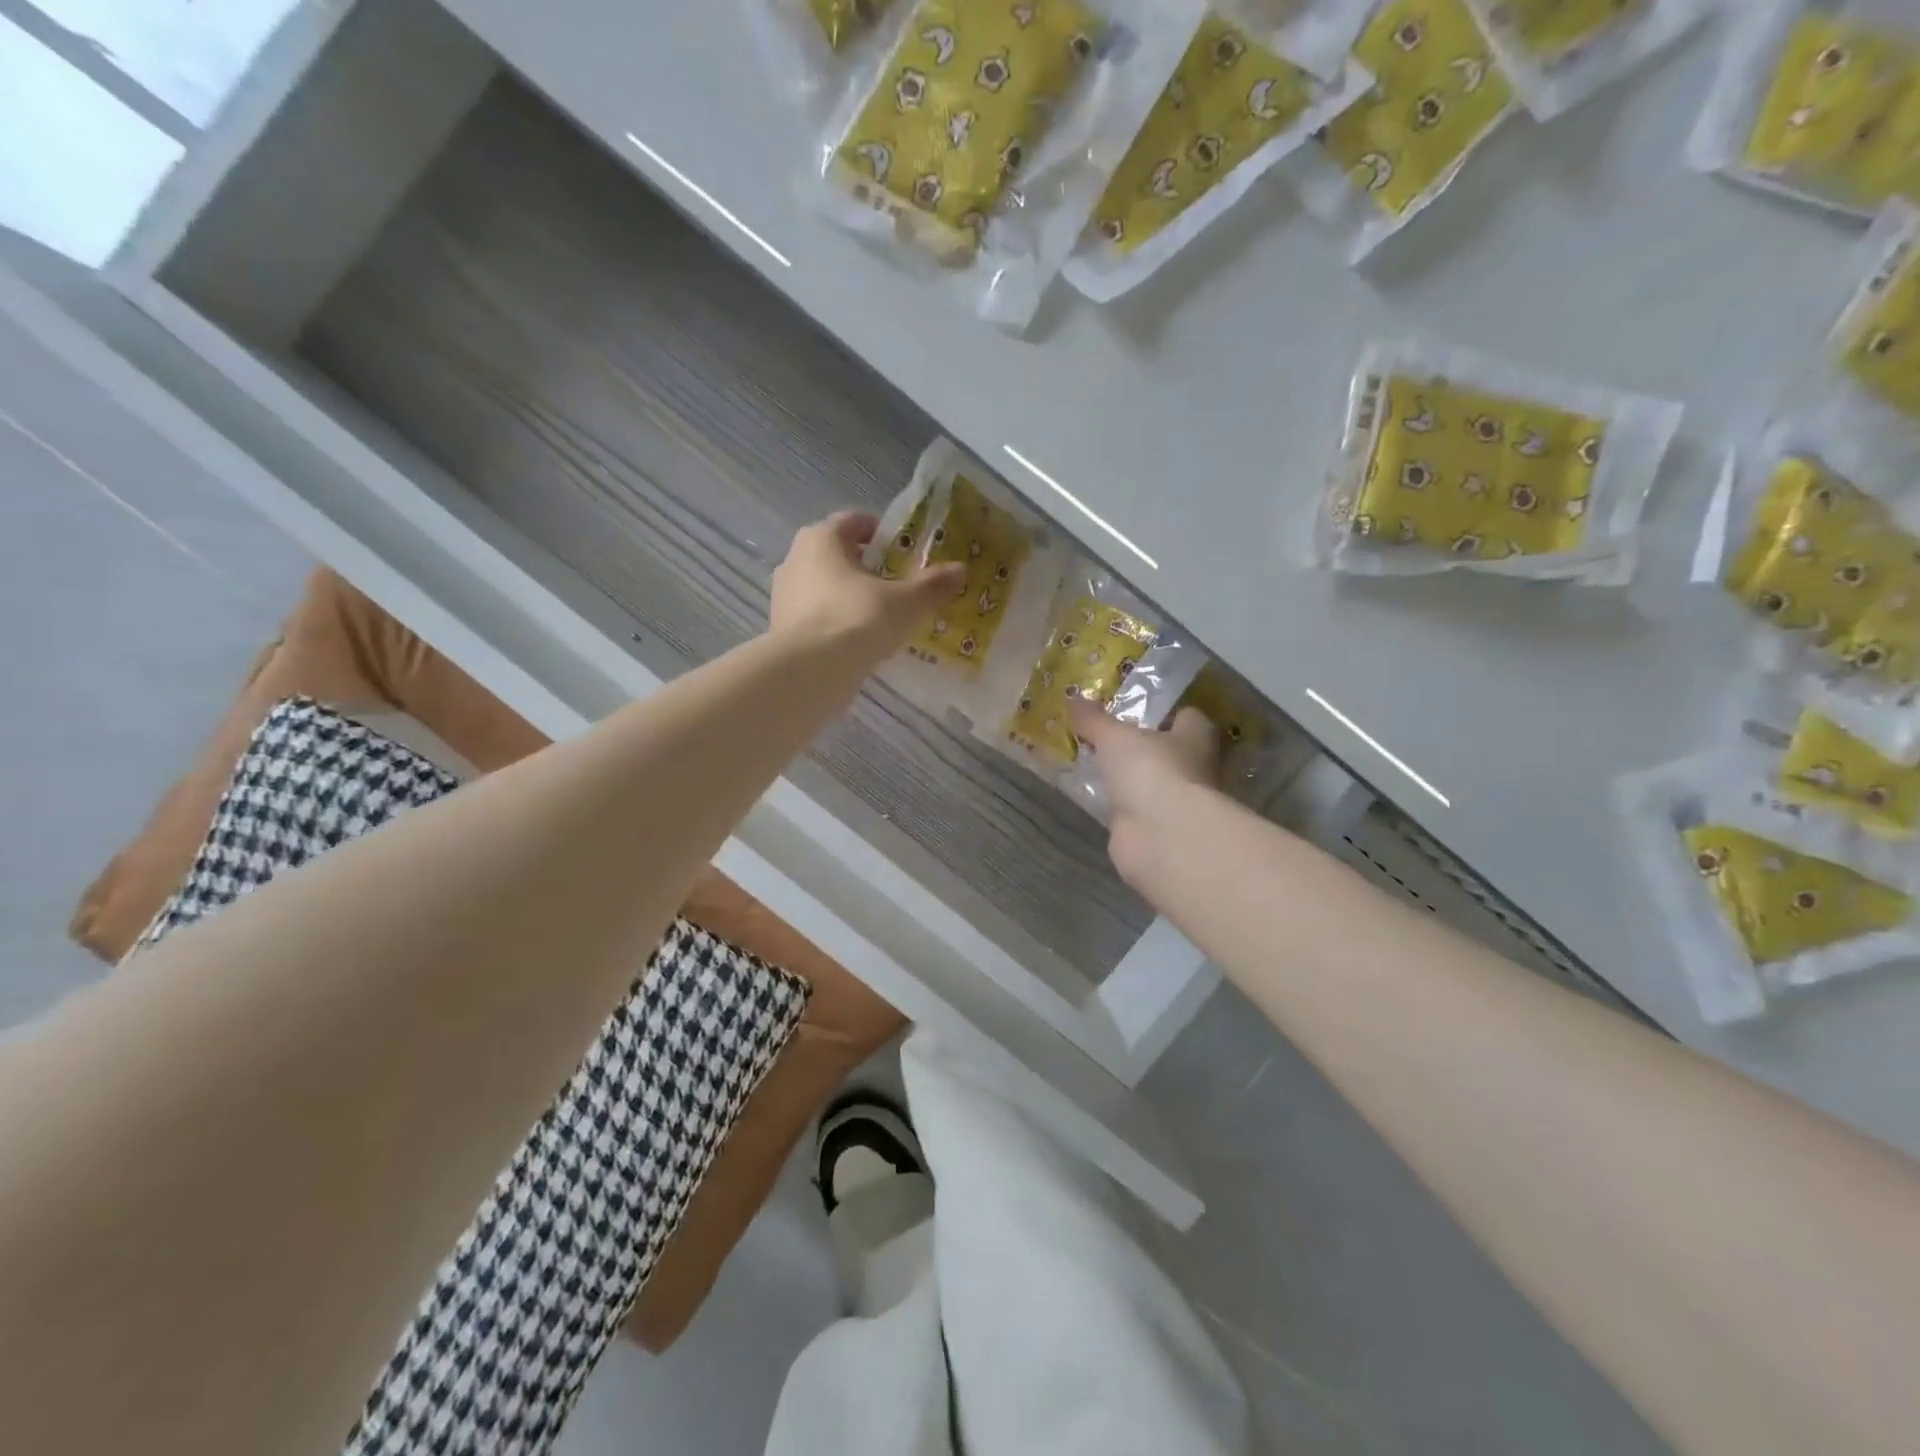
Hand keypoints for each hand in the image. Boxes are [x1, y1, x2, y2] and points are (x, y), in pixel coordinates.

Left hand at [770, 511, 965, 663]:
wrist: (808, 673)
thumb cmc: (856, 621)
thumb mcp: (905, 603)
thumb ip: (932, 586)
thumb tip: (960, 570)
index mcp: (821, 539)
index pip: (854, 522)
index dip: (882, 533)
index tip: (905, 551)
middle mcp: (795, 560)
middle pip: (838, 555)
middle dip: (867, 568)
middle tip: (898, 585)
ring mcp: (784, 597)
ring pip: (825, 588)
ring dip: (851, 597)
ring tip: (882, 618)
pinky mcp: (782, 630)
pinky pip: (817, 618)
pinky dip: (837, 624)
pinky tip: (860, 643)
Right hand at [1071, 701, 1221, 887]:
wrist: (1162, 837)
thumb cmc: (1151, 770)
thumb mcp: (1114, 736)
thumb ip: (1094, 719)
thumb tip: (1072, 697)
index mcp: (1196, 736)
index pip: (1187, 717)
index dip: (1163, 712)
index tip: (1133, 709)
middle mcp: (1194, 768)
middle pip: (1168, 751)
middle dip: (1142, 747)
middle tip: (1104, 736)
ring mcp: (1176, 802)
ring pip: (1150, 782)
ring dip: (1130, 778)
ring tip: (1093, 763)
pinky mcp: (1156, 830)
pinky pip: (1134, 809)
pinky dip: (1119, 805)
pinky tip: (1094, 796)